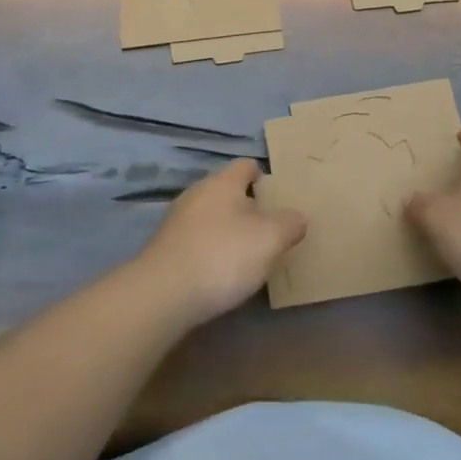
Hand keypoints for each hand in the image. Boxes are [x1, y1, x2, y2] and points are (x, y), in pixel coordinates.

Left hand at [134, 159, 306, 326]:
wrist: (163, 294)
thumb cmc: (223, 256)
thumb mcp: (270, 239)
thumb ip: (289, 224)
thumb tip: (297, 217)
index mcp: (222, 183)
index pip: (245, 166)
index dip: (262, 176)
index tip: (276, 194)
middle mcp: (196, 194)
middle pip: (226, 191)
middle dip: (246, 206)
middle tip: (268, 228)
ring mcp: (176, 221)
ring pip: (209, 216)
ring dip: (227, 230)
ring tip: (246, 254)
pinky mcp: (164, 248)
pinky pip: (195, 240)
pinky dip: (209, 249)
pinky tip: (219, 272)